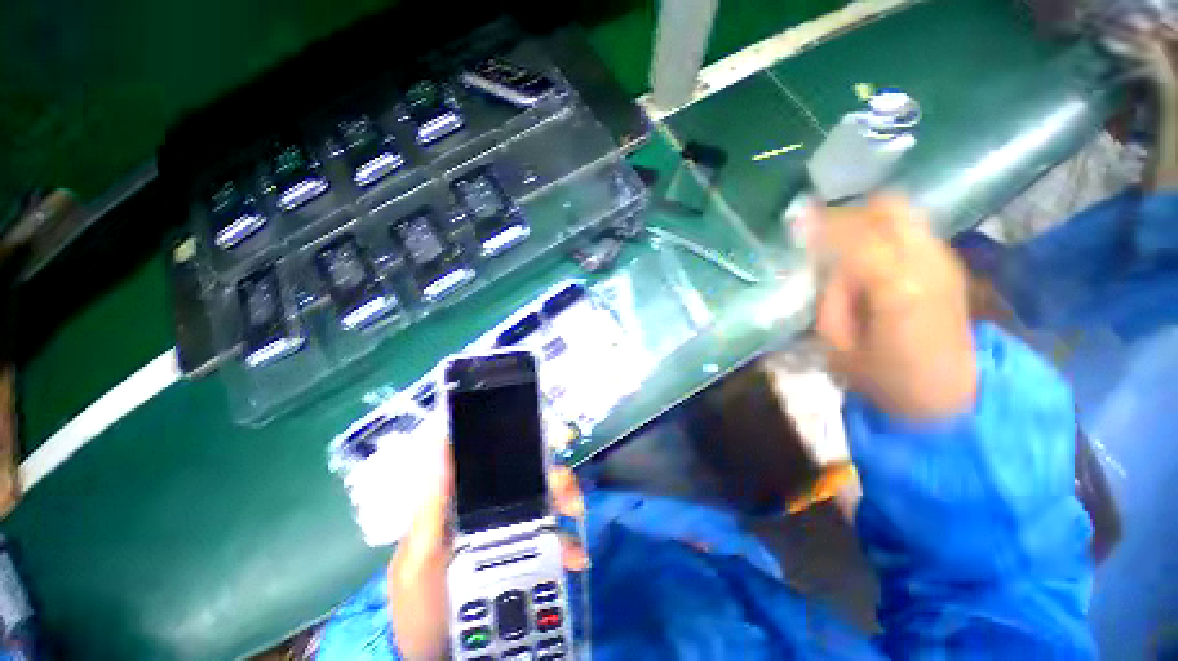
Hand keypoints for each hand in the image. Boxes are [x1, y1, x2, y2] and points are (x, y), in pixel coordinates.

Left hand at [388, 453, 586, 660]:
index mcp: (466, 503)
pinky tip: (575, 559)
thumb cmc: (423, 607)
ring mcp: (512, 535)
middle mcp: (493, 512)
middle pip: (530, 481)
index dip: (522, 448)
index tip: (545, 445)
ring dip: (567, 508)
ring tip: (575, 527)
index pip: (497, 464)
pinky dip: (569, 544)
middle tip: (571, 499)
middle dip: (556, 481)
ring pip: (546, 506)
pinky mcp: (527, 559)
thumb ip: (430, 507)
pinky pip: (553, 541)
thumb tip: (441, 444)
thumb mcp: (419, 559)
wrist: (441, 659)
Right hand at [803, 195, 976, 421]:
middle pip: (887, 208)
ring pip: (903, 214)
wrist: (953, 397)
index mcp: (895, 286)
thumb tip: (830, 266)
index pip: (853, 234)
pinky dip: (886, 233)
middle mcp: (926, 262)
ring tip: (842, 245)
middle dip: (849, 215)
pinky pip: (912, 231)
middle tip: (823, 236)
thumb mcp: (837, 346)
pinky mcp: (949, 266)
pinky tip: (869, 257)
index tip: (795, 223)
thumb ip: (831, 298)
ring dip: (867, 222)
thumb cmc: (886, 379)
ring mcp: (943, 261)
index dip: (821, 225)